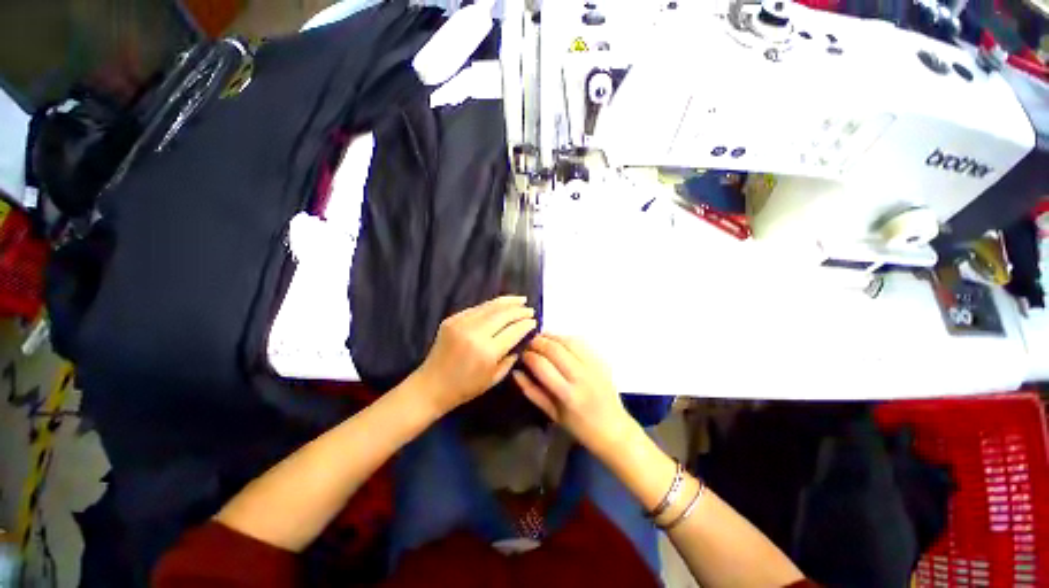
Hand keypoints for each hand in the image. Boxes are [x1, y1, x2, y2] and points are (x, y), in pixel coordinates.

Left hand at [415, 296, 536, 414]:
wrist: (431, 385)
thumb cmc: (465, 388)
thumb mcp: (495, 378)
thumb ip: (511, 357)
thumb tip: (522, 339)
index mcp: (487, 352)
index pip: (513, 331)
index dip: (526, 324)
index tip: (535, 321)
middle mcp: (475, 333)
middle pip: (503, 314)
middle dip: (519, 310)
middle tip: (530, 309)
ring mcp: (461, 323)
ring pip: (490, 306)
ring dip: (508, 302)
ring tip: (521, 300)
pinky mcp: (452, 319)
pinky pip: (477, 308)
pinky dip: (491, 305)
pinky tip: (501, 305)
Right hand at [513, 334, 635, 455]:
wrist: (614, 429)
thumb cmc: (579, 427)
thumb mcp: (552, 414)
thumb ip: (532, 391)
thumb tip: (515, 372)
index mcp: (567, 395)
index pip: (542, 365)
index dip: (528, 355)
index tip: (521, 353)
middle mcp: (581, 377)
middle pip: (555, 348)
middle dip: (538, 342)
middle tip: (528, 343)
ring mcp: (594, 366)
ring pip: (568, 340)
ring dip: (551, 336)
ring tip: (541, 338)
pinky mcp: (602, 360)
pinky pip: (581, 342)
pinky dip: (566, 338)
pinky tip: (558, 340)